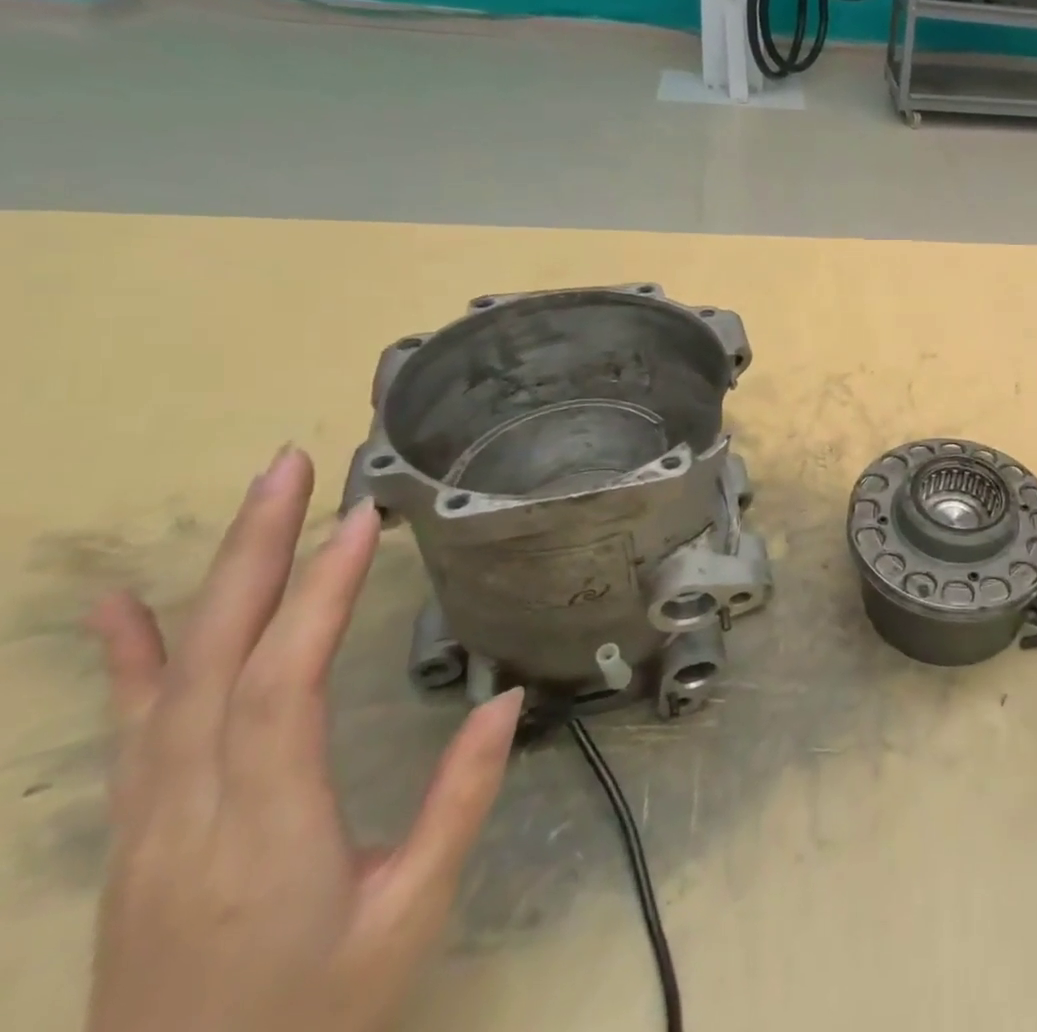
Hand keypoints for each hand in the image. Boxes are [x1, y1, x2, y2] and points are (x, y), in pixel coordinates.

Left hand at [87, 446, 522, 1031]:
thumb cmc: (316, 1012)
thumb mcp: (408, 915)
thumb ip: (457, 802)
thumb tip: (506, 696)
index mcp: (266, 830)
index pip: (283, 686)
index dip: (321, 596)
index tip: (362, 520)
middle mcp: (193, 810)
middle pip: (216, 660)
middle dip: (257, 553)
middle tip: (293, 469)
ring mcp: (150, 820)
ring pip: (175, 678)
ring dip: (215, 577)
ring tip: (256, 500)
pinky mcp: (139, 829)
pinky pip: (133, 727)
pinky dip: (127, 656)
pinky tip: (119, 605)